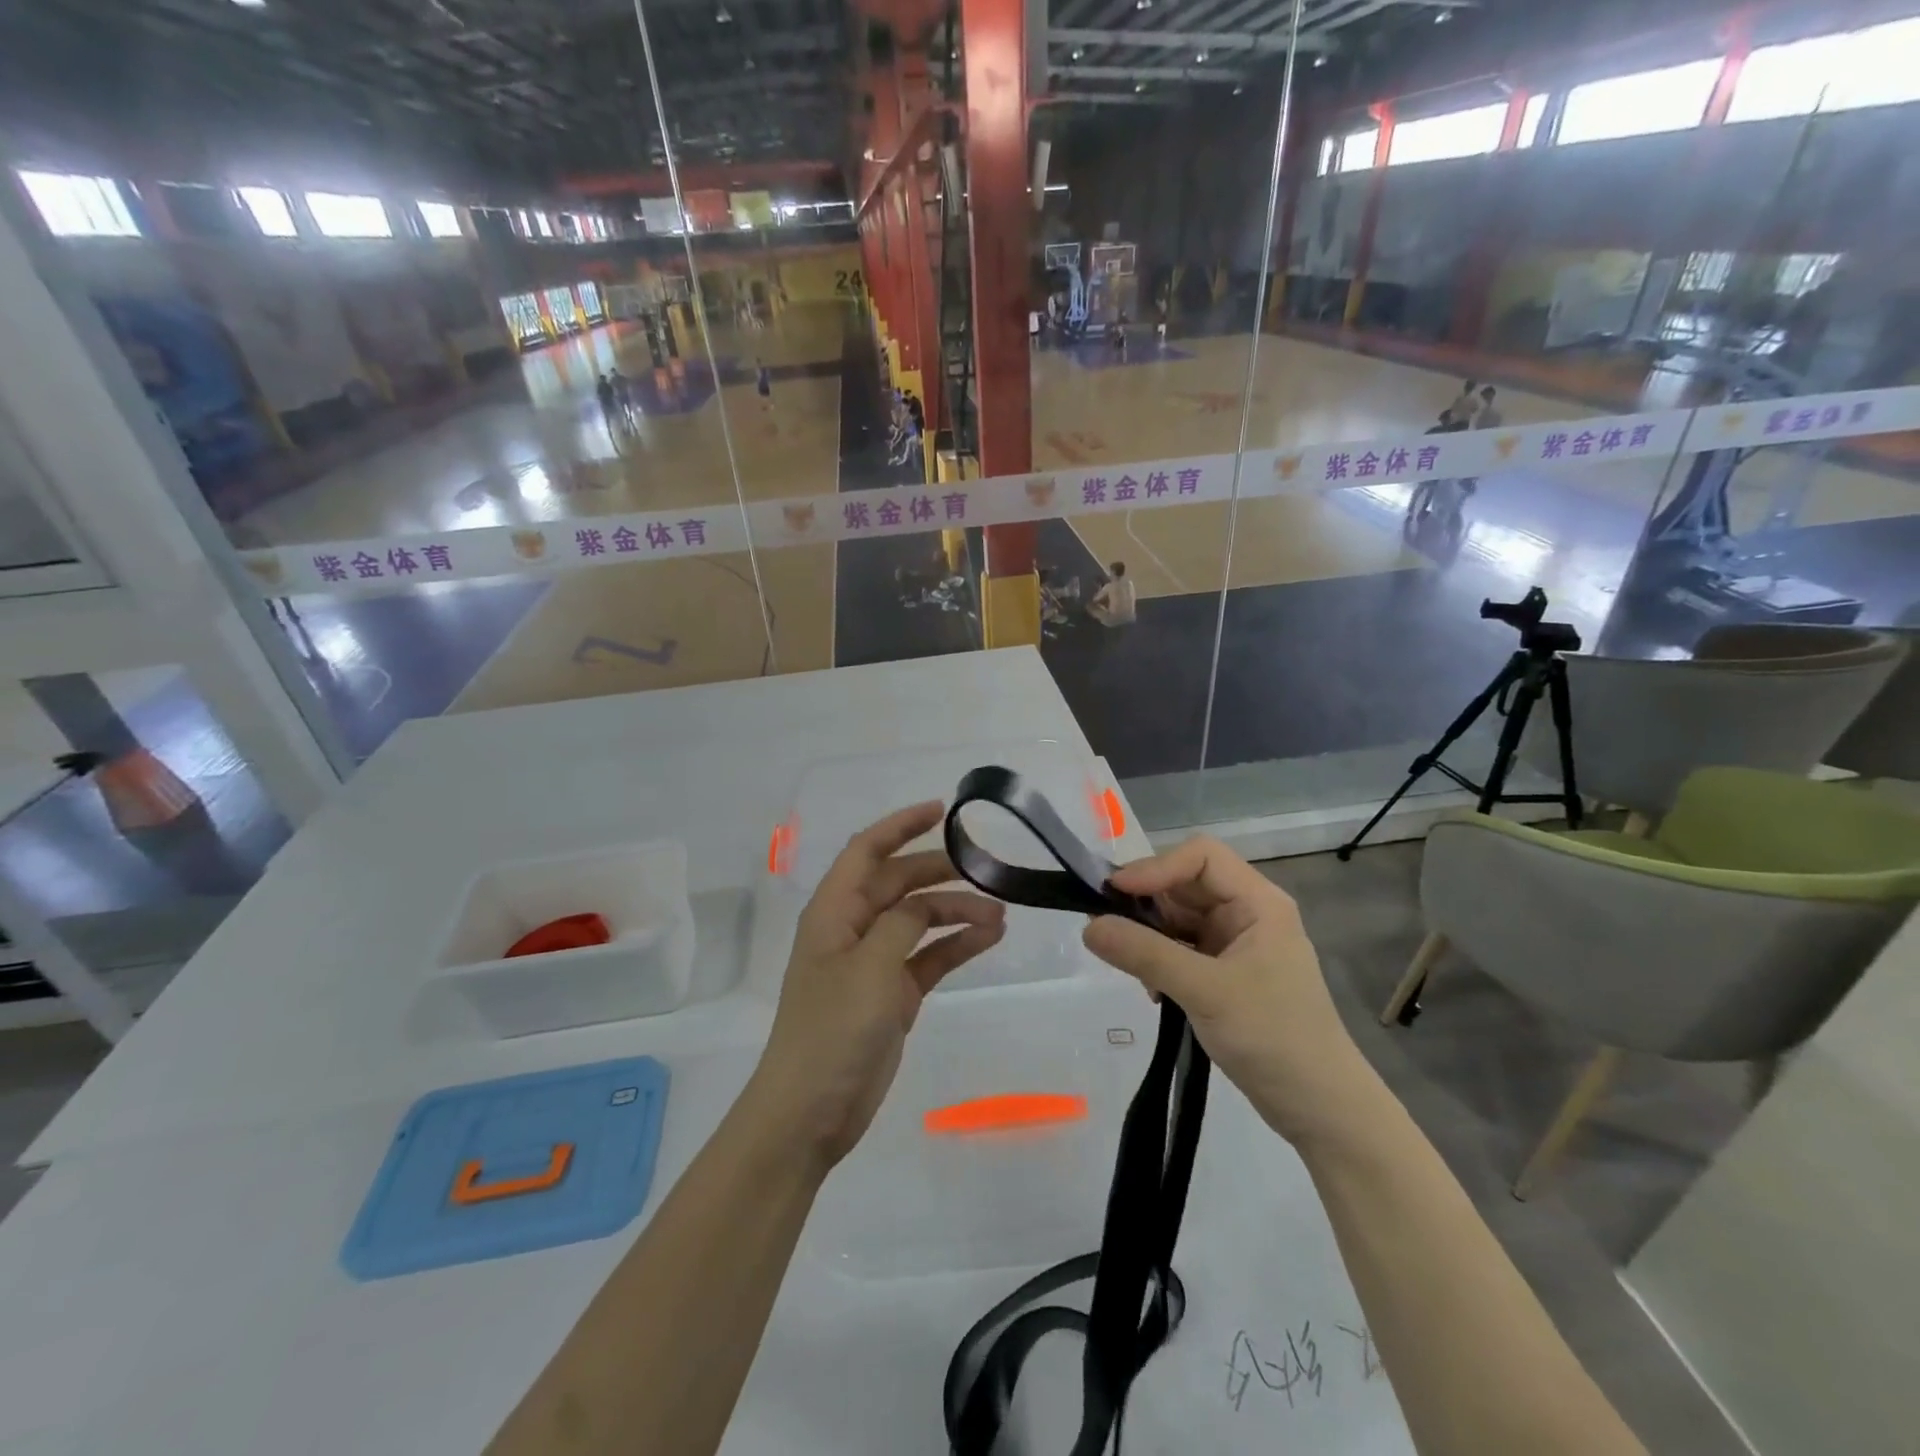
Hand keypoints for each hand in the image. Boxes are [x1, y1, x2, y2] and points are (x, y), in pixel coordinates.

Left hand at [749, 802, 1006, 1167]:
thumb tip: (925, 904)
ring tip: (1000, 912)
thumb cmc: (832, 1030)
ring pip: (919, 920)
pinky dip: (956, 945)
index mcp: (834, 911)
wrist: (810, 1111)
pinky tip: (989, 938)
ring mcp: (873, 962)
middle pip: (899, 883)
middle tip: (986, 869)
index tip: (942, 811)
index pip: (867, 851)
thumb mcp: (869, 967)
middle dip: (939, 872)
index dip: (901, 825)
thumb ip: (901, 924)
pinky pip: (928, 957)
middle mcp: (853, 928)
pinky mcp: (893, 994)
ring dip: (955, 911)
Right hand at [1081, 837, 1374, 1146]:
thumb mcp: (1205, 991)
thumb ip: (1145, 954)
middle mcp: (1247, 914)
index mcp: (1258, 902)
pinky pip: (1181, 949)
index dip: (1156, 866)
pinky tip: (1152, 991)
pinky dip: (1159, 960)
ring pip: (1178, 918)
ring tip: (1130, 966)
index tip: (1114, 893)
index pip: (1200, 856)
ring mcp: (1236, 945)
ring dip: (1149, 936)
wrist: (1321, 1110)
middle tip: (1106, 927)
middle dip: (1147, 903)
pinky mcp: (1225, 974)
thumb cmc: (1273, 1038)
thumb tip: (1087, 926)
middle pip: (1185, 884)